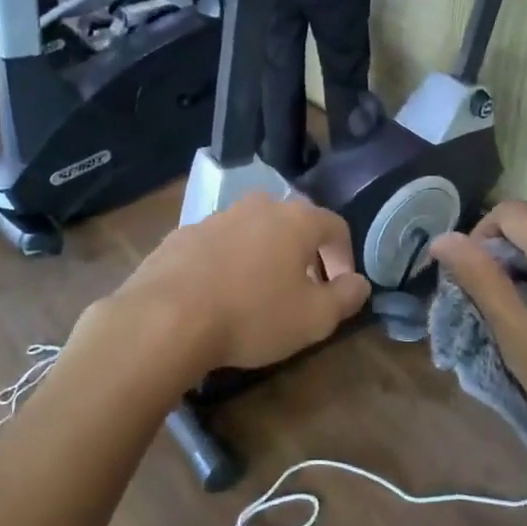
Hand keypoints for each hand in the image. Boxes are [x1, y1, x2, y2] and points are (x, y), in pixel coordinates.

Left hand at [108, 192, 370, 374]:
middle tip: (302, 287)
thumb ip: (345, 298)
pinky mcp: (181, 235)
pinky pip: (217, 245)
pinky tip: (218, 295)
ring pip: (252, 231)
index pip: (335, 227)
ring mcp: (215, 217)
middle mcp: (257, 207)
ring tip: (258, 293)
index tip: (340, 287)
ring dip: (263, 255)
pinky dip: (226, 263)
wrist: (166, 317)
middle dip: (303, 253)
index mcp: (296, 219)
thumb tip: (359, 283)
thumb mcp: (314, 318)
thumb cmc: (252, 315)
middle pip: (292, 223)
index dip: (344, 257)